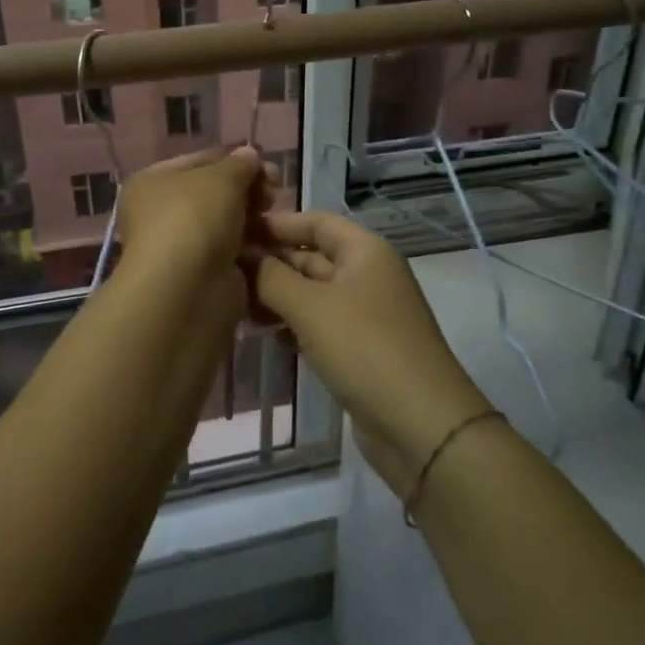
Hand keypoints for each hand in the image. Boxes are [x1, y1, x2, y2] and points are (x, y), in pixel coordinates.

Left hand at [115, 147, 272, 282]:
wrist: (187, 289)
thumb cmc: (194, 219)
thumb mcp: (220, 178)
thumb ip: (239, 163)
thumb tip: (249, 155)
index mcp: (153, 183)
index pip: (200, 161)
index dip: (233, 158)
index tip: (265, 162)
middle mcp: (162, 213)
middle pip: (215, 192)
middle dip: (248, 187)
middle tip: (274, 188)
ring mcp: (183, 246)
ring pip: (227, 222)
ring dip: (253, 215)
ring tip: (273, 212)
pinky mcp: (204, 273)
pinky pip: (233, 250)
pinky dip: (252, 244)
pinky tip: (271, 239)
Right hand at [247, 210, 491, 492]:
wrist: (420, 424)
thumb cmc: (365, 349)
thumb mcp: (310, 307)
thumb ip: (271, 277)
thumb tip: (242, 254)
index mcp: (365, 251)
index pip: (315, 221)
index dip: (276, 223)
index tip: (233, 231)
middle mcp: (367, 275)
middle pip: (312, 257)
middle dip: (271, 263)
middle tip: (223, 274)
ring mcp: (366, 314)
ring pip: (313, 294)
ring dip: (277, 298)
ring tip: (235, 307)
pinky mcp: (361, 348)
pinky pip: (320, 325)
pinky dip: (293, 326)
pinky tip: (265, 336)